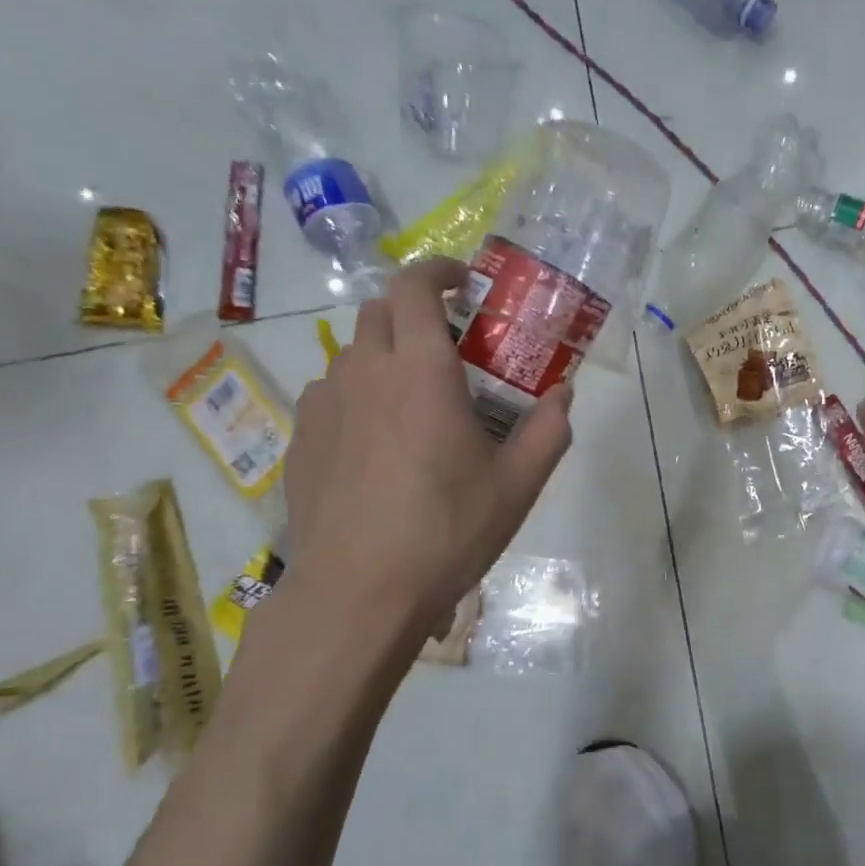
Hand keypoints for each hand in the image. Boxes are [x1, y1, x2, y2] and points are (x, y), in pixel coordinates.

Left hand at [283, 257, 572, 643]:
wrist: (357, 593)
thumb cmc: (446, 531)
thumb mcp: (517, 485)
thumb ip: (549, 430)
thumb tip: (562, 393)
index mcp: (421, 370)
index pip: (414, 285)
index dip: (438, 272)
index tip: (463, 286)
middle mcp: (365, 370)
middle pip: (381, 311)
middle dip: (416, 314)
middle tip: (450, 350)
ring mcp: (323, 403)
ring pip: (354, 354)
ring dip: (387, 359)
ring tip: (415, 407)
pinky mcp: (301, 438)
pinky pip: (332, 396)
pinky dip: (359, 399)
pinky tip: (378, 448)